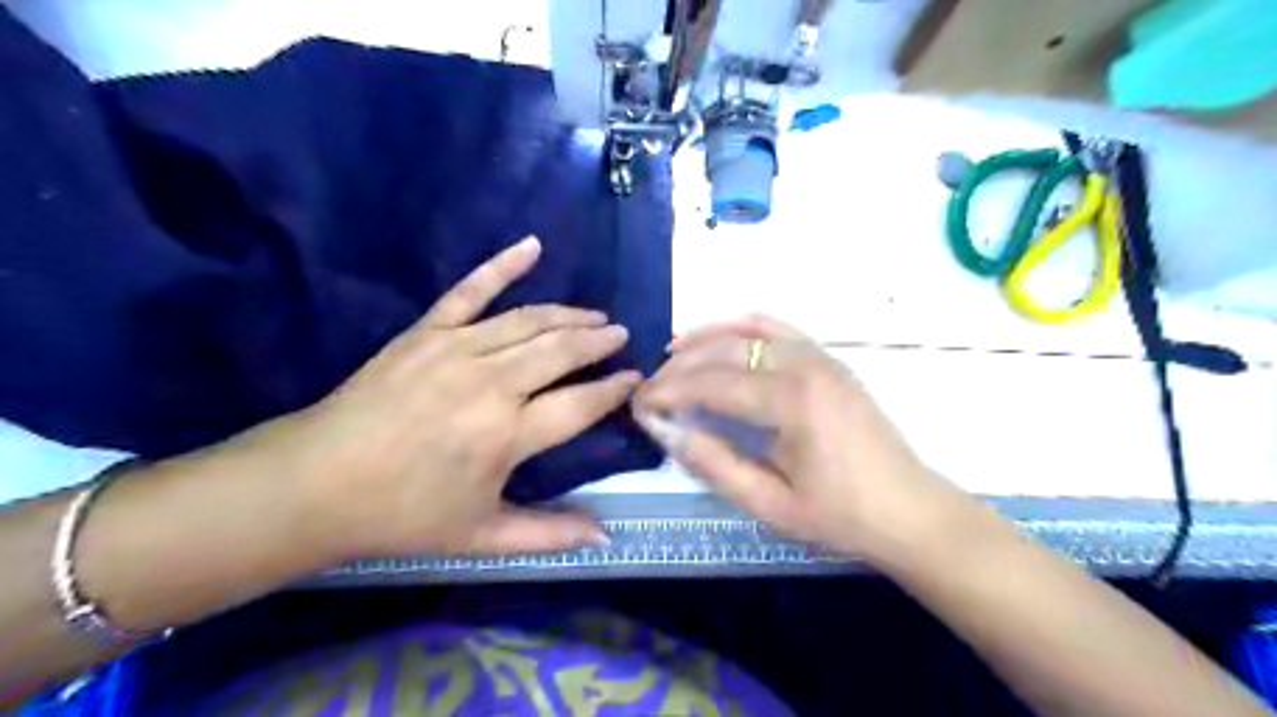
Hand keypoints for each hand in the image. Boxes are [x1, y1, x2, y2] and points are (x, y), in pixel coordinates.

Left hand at [266, 239, 634, 560]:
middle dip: (598, 341)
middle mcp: (492, 384)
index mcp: (508, 434)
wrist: (317, 483)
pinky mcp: (426, 331)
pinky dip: (502, 265)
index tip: (635, 377)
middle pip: (562, 351)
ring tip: (594, 316)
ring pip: (529, 320)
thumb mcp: (482, 535)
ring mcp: (458, 349)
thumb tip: (605, 539)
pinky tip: (531, 245)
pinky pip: (470, 290)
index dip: (614, 388)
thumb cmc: (404, 515)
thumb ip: (549, 535)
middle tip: (620, 335)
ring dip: (568, 315)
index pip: (581, 403)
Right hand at [634, 316, 962, 563]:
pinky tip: (718, 336)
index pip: (711, 384)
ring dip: (705, 342)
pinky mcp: (827, 359)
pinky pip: (777, 329)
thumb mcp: (768, 504)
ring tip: (670, 357)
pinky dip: (742, 327)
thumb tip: (665, 430)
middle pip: (724, 353)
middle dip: (678, 369)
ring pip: (746, 333)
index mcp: (791, 401)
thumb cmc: (839, 515)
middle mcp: (804, 364)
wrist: (907, 510)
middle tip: (649, 390)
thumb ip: (712, 462)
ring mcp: (820, 356)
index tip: (637, 405)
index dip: (668, 392)